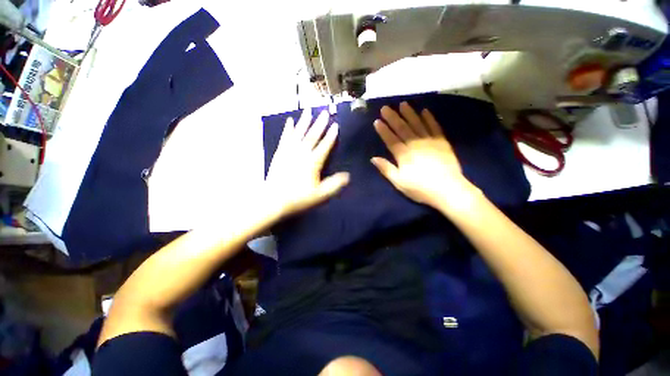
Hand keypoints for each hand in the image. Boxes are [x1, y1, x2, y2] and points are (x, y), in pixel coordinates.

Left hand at [265, 110, 349, 219]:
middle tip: (324, 112)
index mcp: (312, 162)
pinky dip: (288, 129)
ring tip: (308, 110)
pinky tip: (289, 121)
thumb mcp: (319, 194)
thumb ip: (333, 184)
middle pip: (312, 136)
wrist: (273, 199)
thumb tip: (347, 176)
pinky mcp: (280, 153)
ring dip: (304, 122)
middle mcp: (301, 153)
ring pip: (298, 133)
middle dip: (319, 124)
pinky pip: (285, 137)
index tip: (335, 125)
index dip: (331, 136)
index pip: (324, 146)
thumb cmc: (298, 198)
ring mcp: (289, 151)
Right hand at [371, 102, 479, 211]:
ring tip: (403, 104)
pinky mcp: (442, 142)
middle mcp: (416, 144)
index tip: (377, 121)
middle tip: (385, 107)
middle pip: (402, 129)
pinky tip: (425, 111)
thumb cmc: (420, 188)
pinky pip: (435, 127)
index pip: (391, 139)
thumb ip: (386, 169)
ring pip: (417, 124)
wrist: (448, 190)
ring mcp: (430, 141)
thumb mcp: (399, 183)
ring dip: (409, 114)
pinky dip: (429, 119)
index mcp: (404, 155)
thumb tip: (373, 158)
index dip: (383, 130)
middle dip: (393, 117)